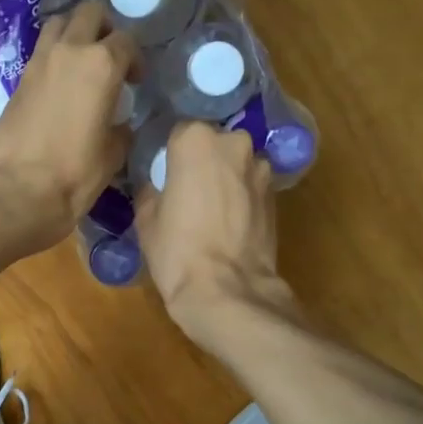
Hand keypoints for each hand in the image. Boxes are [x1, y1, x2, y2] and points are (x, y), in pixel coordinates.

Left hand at [0, 0, 136, 254]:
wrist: (18, 190)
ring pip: (59, 24)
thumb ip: (121, 126)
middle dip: (104, 28)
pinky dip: (53, 55)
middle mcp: (70, 51)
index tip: (136, 82)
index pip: (126, 42)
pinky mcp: (18, 79)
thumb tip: (119, 121)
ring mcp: (39, 62)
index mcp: (102, 65)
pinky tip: (60, 82)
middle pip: (90, 14)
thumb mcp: (113, 153)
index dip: (135, 60)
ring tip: (81, 62)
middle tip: (110, 56)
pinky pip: (41, 51)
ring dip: (74, 33)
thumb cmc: (75, 174)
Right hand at [135, 121, 292, 341]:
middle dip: (201, 160)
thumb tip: (156, 182)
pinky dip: (240, 196)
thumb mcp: (146, 217)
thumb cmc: (177, 250)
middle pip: (212, 142)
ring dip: (224, 177)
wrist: (228, 291)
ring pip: (235, 163)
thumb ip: (151, 187)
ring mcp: (260, 168)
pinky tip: (228, 221)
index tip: (163, 172)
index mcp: (196, 139)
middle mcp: (234, 143)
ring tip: (209, 208)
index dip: (169, 153)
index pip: (178, 131)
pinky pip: (250, 185)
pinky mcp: (277, 195)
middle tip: (186, 189)